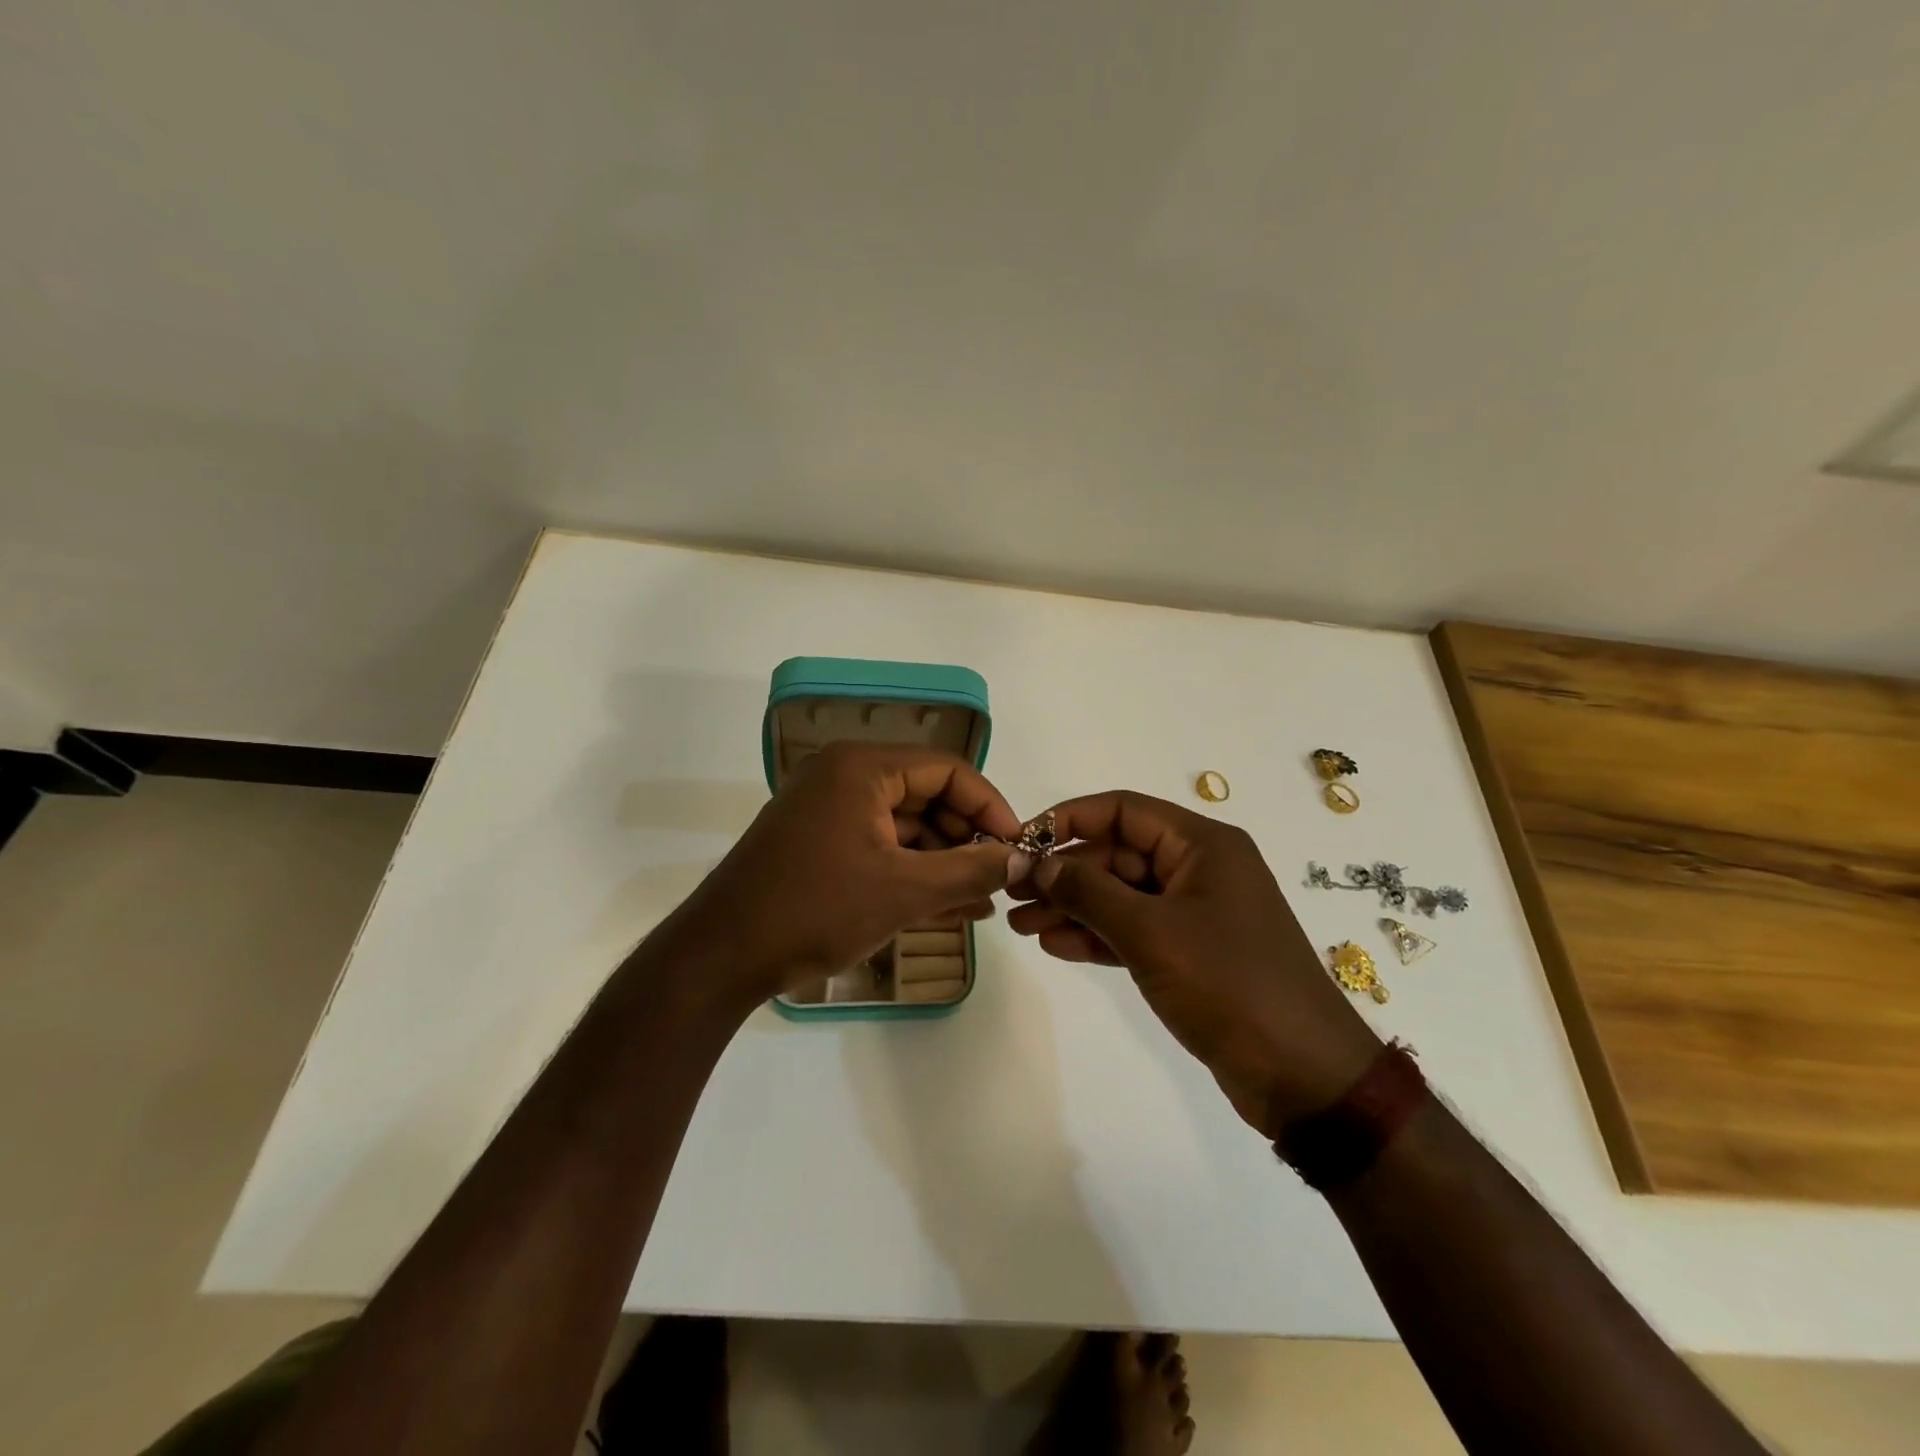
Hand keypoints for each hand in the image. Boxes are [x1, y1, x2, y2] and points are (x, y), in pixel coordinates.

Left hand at [653, 742, 1028, 1009]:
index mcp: (862, 767)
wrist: (722, 956)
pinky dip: (912, 872)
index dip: (990, 807)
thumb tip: (1024, 858)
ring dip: (944, 861)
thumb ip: (972, 870)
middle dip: (967, 838)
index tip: (1018, 847)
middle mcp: (844, 776)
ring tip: (981, 900)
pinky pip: (880, 847)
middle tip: (1001, 878)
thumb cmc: (816, 910)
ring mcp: (828, 810)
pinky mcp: (819, 843)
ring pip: (905, 826)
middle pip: (927, 796)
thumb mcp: (905, 891)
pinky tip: (948, 906)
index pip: (948, 770)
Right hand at [1007, 791, 1381, 1132]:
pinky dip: (1097, 935)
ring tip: (1021, 926)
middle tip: (1012, 895)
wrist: (1303, 1076)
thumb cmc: (1228, 984)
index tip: (1022, 843)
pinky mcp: (1192, 952)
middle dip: (1064, 874)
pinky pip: (1134, 929)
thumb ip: (1087, 891)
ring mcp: (1196, 912)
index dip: (1068, 820)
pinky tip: (1055, 946)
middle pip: (1118, 854)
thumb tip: (1036, 862)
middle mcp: (1200, 868)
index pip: (1123, 811)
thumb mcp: (1150, 931)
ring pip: (1121, 895)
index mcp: (1202, 844)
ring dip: (1072, 907)